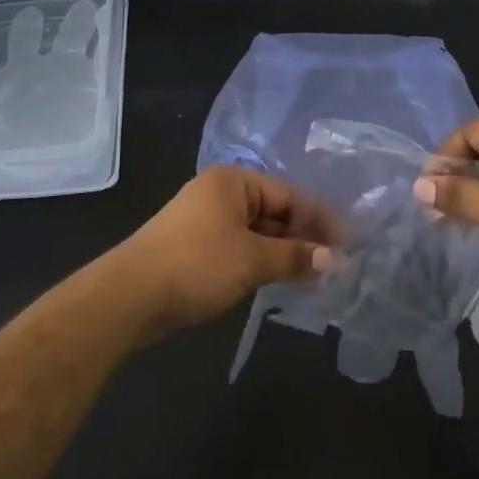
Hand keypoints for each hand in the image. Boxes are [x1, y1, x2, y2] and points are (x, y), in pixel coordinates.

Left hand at [117, 167, 337, 334]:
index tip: (348, 245)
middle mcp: (220, 193)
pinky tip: (281, 278)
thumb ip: (296, 256)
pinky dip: (262, 260)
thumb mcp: (253, 260)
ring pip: (257, 232)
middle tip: (335, 264)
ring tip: (314, 275)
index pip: (289, 195)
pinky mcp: (196, 246)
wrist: (130, 296)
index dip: (320, 220)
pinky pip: (240, 247)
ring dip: (284, 252)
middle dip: (303, 237)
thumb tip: (336, 259)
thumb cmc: (196, 265)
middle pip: (274, 211)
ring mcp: (205, 220)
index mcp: (233, 182)